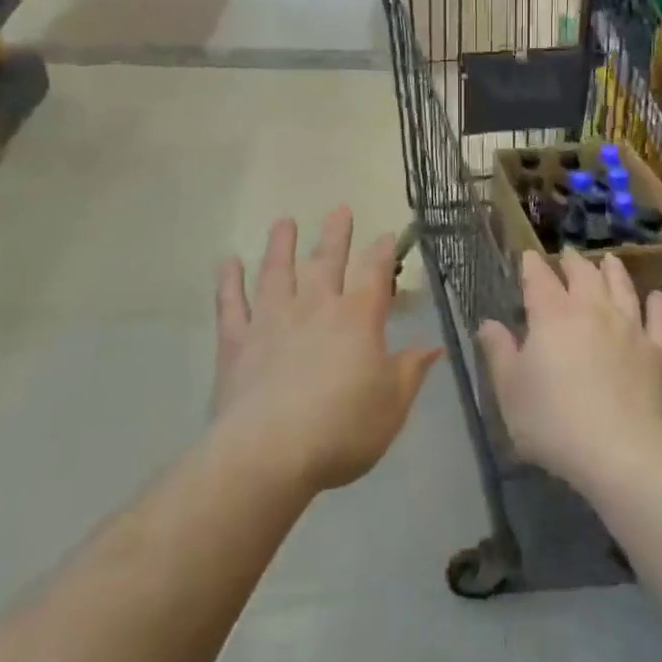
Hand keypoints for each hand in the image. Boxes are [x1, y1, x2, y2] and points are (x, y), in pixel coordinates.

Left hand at [213, 207, 441, 495]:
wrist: (269, 454)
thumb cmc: (342, 429)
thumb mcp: (392, 405)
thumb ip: (410, 371)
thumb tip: (433, 346)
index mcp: (357, 318)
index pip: (374, 273)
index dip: (382, 251)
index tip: (385, 234)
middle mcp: (315, 307)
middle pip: (327, 261)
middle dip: (336, 234)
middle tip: (339, 208)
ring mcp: (272, 321)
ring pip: (277, 272)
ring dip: (281, 245)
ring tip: (283, 222)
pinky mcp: (236, 343)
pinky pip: (231, 304)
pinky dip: (229, 282)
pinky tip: (228, 262)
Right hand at [478, 250, 661, 493]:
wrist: (622, 452)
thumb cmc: (554, 422)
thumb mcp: (510, 392)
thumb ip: (499, 353)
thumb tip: (488, 323)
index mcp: (552, 316)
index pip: (539, 280)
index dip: (532, 265)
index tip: (529, 256)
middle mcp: (592, 310)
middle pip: (583, 275)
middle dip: (572, 262)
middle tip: (567, 254)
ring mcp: (629, 328)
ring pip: (622, 288)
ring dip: (614, 271)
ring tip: (609, 260)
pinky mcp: (657, 351)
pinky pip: (658, 319)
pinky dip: (657, 304)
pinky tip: (657, 296)